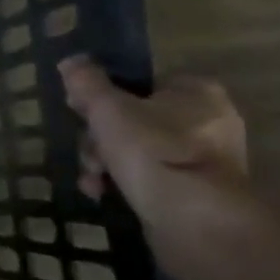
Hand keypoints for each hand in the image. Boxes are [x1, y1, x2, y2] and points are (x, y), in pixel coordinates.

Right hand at [59, 57, 246, 272]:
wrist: (193, 219)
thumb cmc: (152, 151)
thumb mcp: (108, 108)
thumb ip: (87, 82)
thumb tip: (71, 60)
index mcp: (195, 90)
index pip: (140, 84)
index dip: (105, 99)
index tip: (82, 116)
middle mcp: (209, 120)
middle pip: (134, 120)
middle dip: (100, 140)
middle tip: (90, 156)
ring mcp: (205, 160)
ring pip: (137, 152)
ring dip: (106, 164)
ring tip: (93, 181)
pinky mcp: (198, 193)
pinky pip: (151, 179)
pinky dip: (125, 185)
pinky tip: (104, 195)